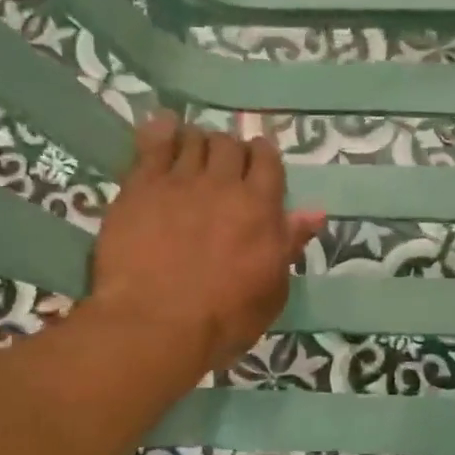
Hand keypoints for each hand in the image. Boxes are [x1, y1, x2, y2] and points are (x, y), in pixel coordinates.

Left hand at [90, 114, 323, 372]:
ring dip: (198, 142)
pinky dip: (162, 133)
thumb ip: (289, 244)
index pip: (268, 161)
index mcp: (260, 207)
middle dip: (230, 150)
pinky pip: (153, 144)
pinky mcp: (140, 187)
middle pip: (230, 145)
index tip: (257, 164)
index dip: (263, 157)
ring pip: (193, 140)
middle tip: (223, 167)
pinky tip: (163, 130)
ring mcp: (179, 181)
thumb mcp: (272, 290)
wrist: (155, 324)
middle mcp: (222, 184)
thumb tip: (314, 213)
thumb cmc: (223, 318)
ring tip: (193, 154)